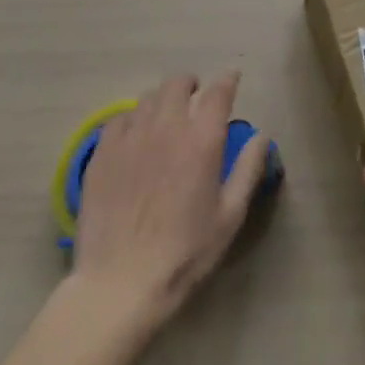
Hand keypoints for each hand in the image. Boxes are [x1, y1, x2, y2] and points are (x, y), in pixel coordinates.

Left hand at [71, 73, 268, 322]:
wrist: (120, 285)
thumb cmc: (184, 254)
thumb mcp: (229, 217)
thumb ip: (248, 170)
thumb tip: (261, 136)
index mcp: (202, 140)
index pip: (219, 92)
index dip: (228, 80)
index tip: (232, 79)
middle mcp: (167, 127)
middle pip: (178, 83)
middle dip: (191, 84)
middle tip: (195, 97)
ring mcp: (131, 138)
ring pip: (148, 98)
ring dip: (162, 100)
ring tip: (165, 117)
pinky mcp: (102, 154)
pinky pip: (118, 119)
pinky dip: (132, 119)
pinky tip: (134, 137)